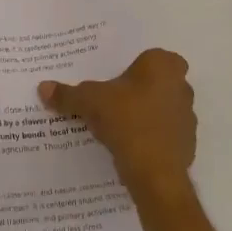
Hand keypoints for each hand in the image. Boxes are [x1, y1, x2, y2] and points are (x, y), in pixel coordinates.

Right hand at [39, 48, 196, 202]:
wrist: (155, 173)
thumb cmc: (126, 121)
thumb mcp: (89, 102)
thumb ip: (68, 94)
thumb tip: (43, 87)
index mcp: (163, 66)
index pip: (152, 57)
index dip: (136, 66)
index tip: (117, 78)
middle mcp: (181, 86)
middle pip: (158, 82)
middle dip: (140, 90)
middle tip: (114, 99)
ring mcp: (188, 117)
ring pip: (164, 109)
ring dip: (147, 114)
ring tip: (118, 125)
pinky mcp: (187, 145)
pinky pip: (166, 135)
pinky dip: (152, 138)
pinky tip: (130, 147)